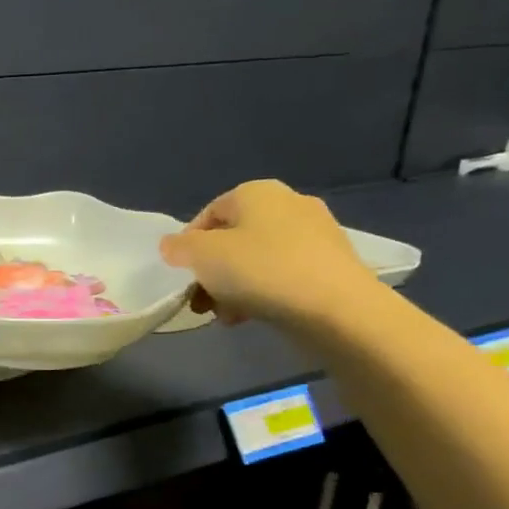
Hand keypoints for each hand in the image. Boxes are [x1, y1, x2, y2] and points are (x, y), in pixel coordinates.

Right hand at [158, 180, 378, 327]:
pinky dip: (263, 292)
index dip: (187, 246)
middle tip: (201, 301)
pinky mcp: (331, 264)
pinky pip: (283, 274)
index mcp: (256, 192)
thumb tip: (172, 245)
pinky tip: (252, 315)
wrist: (336, 309)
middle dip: (211, 271)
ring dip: (233, 286)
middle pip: (232, 239)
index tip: (182, 276)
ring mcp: (315, 234)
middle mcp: (288, 204)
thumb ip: (178, 248)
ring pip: (256, 259)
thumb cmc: (260, 271)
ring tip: (225, 315)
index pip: (207, 214)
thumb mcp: (201, 256)